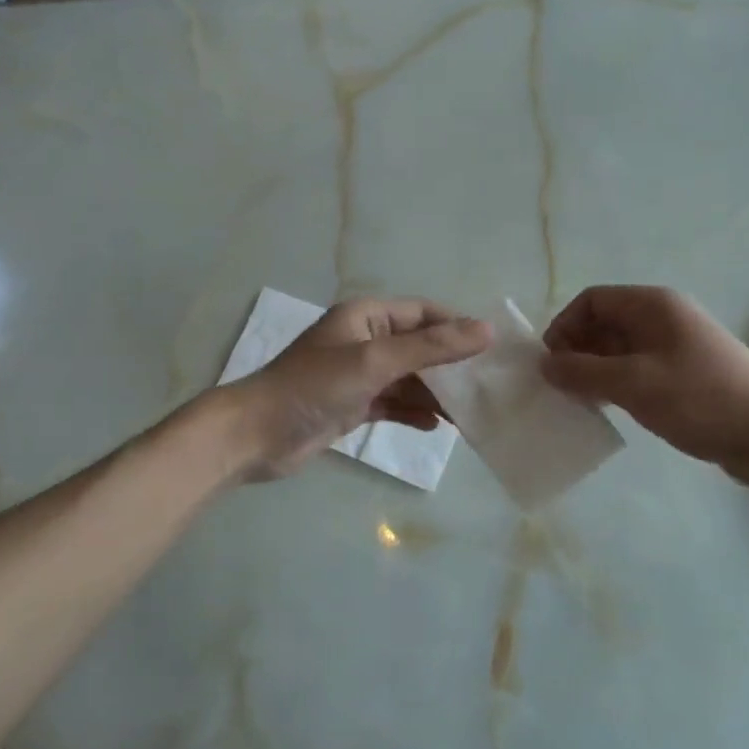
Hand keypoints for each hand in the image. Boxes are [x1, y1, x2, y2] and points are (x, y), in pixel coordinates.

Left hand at [219, 298, 490, 479]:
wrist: (255, 435)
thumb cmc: (314, 387)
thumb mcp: (376, 361)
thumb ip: (431, 347)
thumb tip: (486, 330)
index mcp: (366, 317)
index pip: (423, 313)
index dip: (458, 326)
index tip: (493, 349)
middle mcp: (364, 340)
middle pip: (419, 347)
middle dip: (450, 366)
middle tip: (486, 387)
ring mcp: (357, 375)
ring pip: (408, 379)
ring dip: (435, 394)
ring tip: (469, 415)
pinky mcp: (352, 405)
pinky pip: (393, 404)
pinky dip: (413, 413)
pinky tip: (435, 428)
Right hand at [541, 285, 748, 482]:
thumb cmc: (699, 399)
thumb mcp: (633, 384)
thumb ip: (582, 372)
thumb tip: (544, 364)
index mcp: (653, 305)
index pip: (592, 300)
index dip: (564, 326)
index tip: (552, 363)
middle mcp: (663, 318)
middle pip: (604, 323)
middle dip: (577, 350)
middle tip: (561, 387)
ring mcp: (675, 347)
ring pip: (619, 349)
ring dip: (594, 371)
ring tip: (580, 401)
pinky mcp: (683, 374)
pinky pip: (637, 370)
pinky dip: (616, 384)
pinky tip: (608, 409)